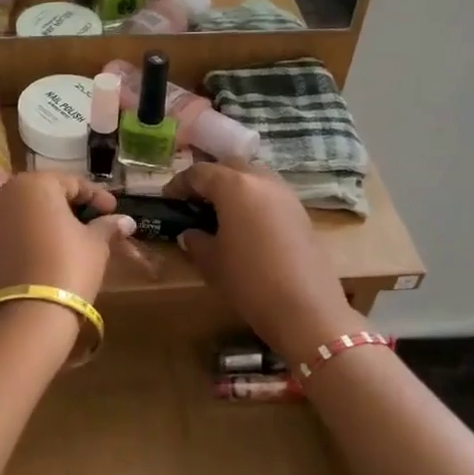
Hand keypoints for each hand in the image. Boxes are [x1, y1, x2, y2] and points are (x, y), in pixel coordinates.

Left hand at [0, 172, 136, 304]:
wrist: (28, 314)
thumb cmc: (68, 266)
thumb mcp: (95, 244)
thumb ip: (108, 226)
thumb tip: (126, 221)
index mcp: (35, 184)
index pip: (73, 182)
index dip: (98, 197)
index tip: (115, 211)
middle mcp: (7, 193)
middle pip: (48, 193)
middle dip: (74, 206)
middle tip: (98, 222)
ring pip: (31, 211)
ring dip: (54, 220)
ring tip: (79, 237)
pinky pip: (18, 228)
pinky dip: (37, 233)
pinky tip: (56, 248)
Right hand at [165, 164, 364, 360]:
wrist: (305, 308)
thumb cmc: (249, 281)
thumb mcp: (211, 262)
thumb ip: (196, 241)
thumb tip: (190, 233)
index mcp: (234, 186)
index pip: (199, 172)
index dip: (179, 183)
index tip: (167, 198)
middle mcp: (262, 180)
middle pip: (230, 166)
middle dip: (209, 178)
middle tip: (194, 200)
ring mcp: (286, 194)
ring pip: (254, 176)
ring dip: (234, 186)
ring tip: (220, 212)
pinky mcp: (301, 212)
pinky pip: (270, 194)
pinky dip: (253, 200)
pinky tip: (245, 225)